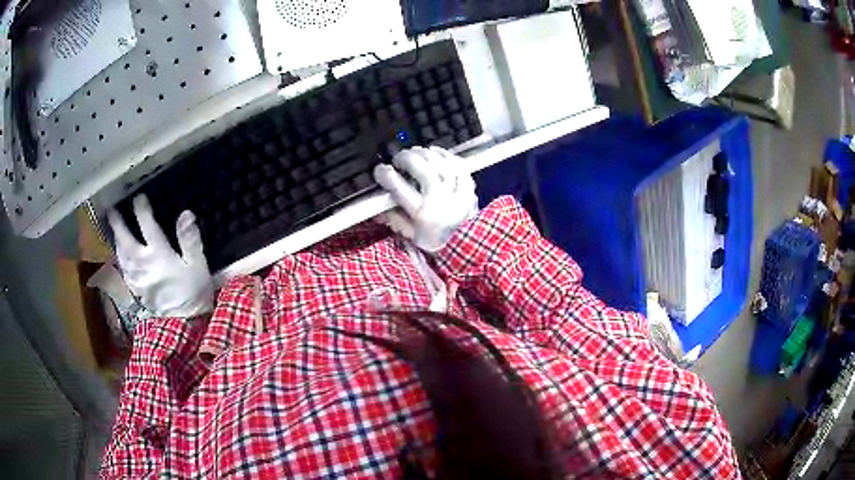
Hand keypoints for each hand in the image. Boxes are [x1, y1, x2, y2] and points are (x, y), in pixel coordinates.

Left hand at [107, 195, 214, 317]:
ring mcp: (135, 277)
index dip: (141, 209)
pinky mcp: (134, 289)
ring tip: (112, 229)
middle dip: (118, 223)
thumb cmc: (193, 293)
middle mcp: (142, 262)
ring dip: (116, 239)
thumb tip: (186, 214)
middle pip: (125, 239)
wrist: (184, 326)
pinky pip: (122, 268)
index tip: (138, 198)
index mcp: (158, 254)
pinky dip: (119, 256)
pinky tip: (120, 253)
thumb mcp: (197, 265)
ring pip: (120, 253)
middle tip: (111, 211)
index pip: (147, 225)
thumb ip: (190, 240)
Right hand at [374, 146, 477, 251]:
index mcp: (423, 216)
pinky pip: (459, 166)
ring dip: (426, 154)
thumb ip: (393, 217)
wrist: (464, 246)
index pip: (400, 190)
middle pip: (425, 172)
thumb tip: (377, 202)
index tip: (381, 170)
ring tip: (416, 152)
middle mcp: (441, 203)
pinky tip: (435, 152)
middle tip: (399, 158)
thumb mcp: (410, 234)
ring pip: (442, 165)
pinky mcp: (469, 189)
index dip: (387, 175)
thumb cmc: (435, 240)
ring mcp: (458, 195)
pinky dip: (446, 155)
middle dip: (408, 159)